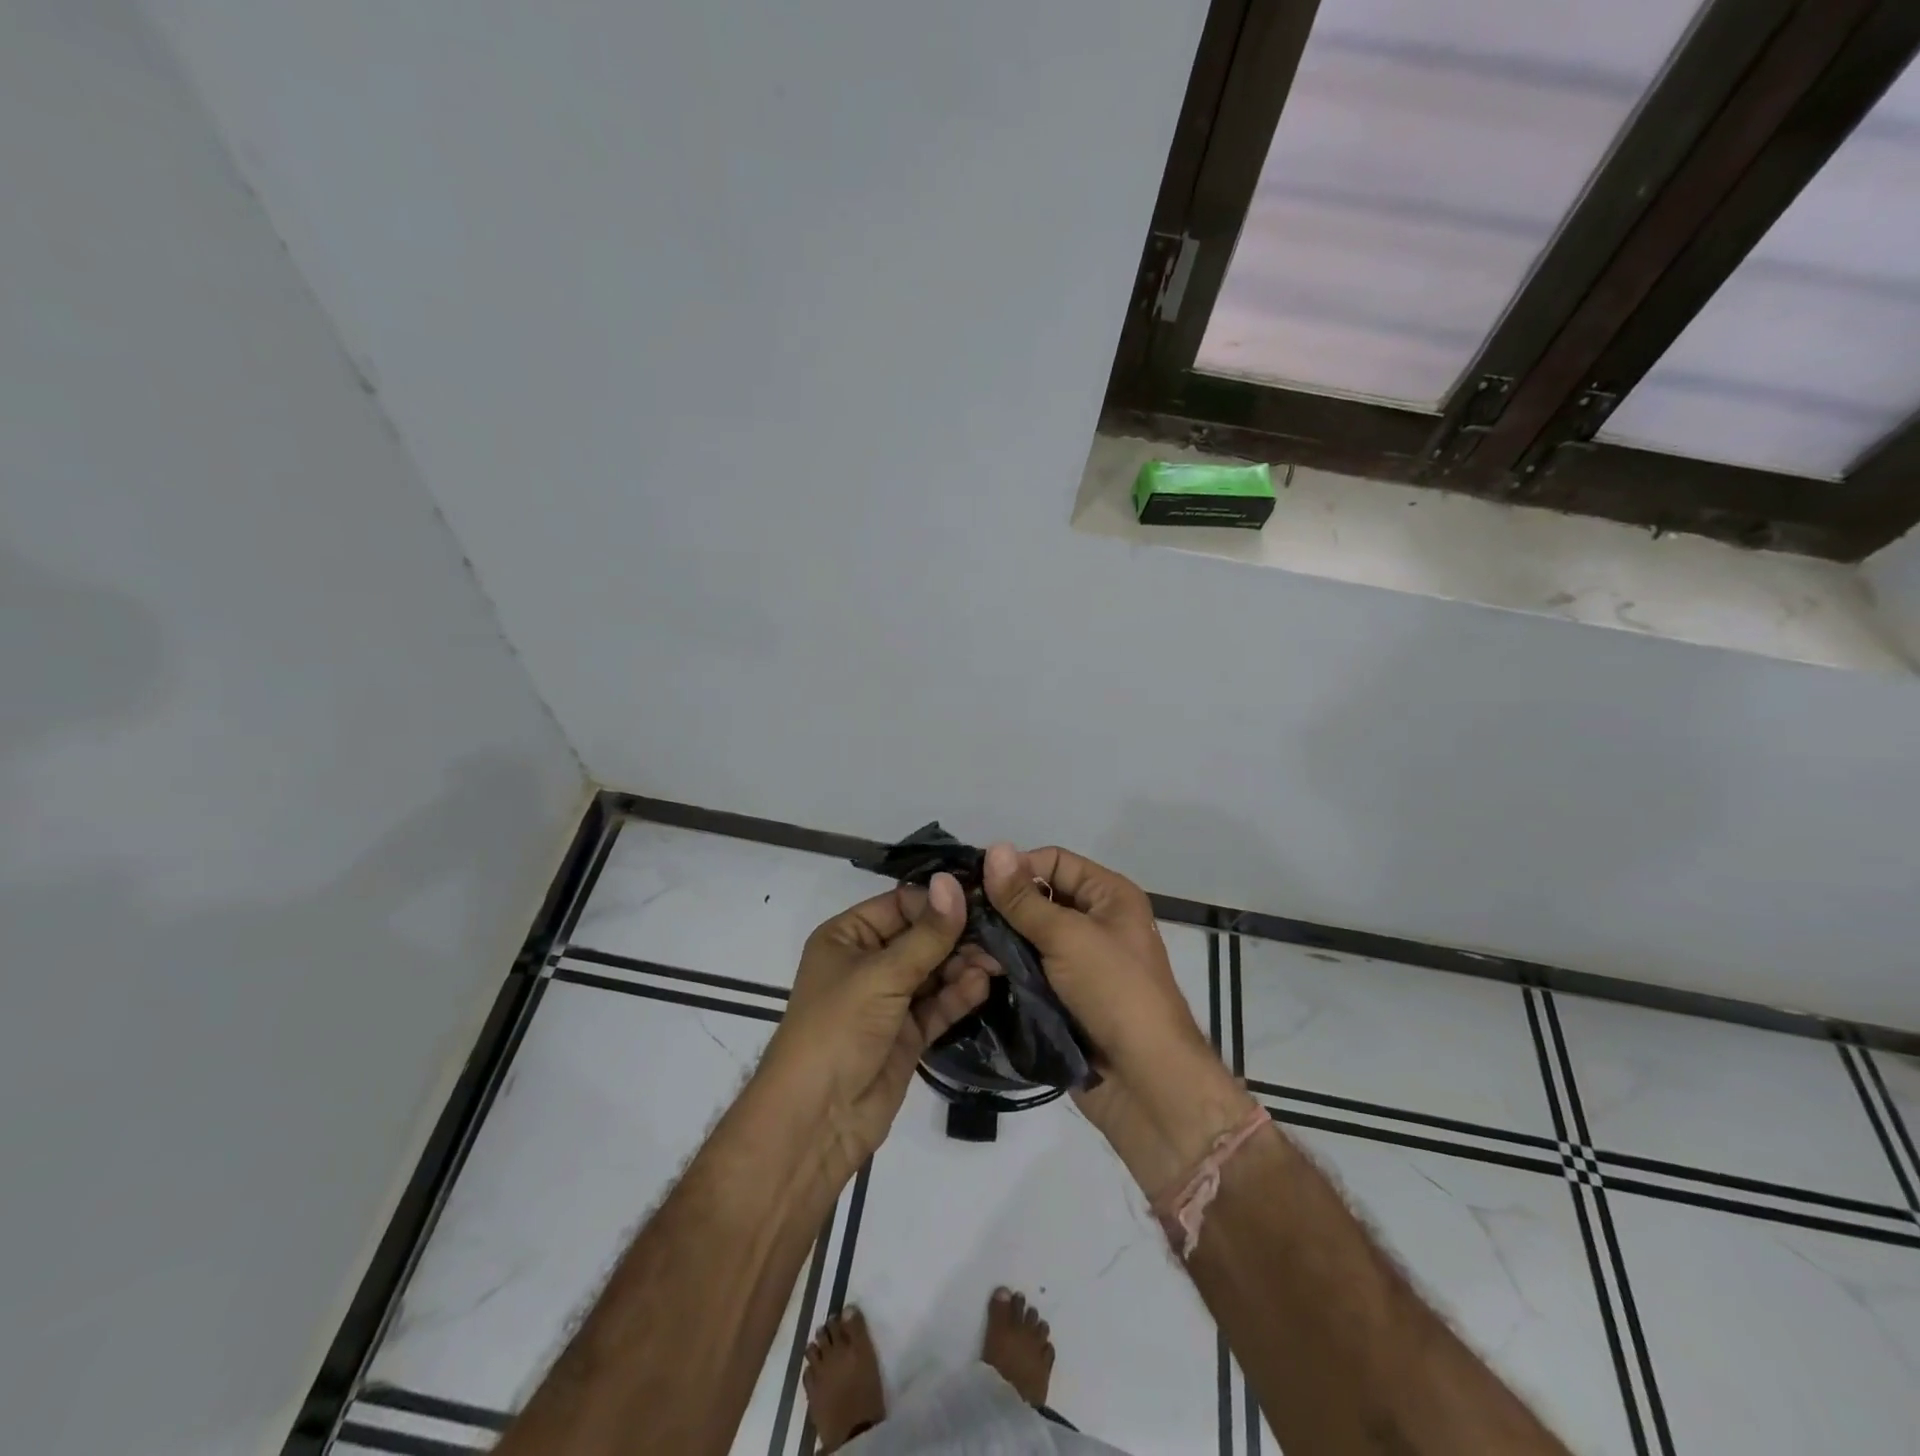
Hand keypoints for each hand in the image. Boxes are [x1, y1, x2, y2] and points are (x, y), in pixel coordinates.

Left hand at [758, 874, 988, 1184]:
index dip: (938, 902)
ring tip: (997, 961)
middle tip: (999, 932)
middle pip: (921, 937)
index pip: (900, 905)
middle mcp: (867, 963)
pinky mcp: (907, 1034)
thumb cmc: (838, 1029)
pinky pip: (938, 1005)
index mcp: (847, 937)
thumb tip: (955, 882)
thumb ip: (927, 935)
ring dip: (963, 965)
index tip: (981, 898)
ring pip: (933, 971)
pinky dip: (959, 995)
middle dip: (957, 936)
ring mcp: (888, 1000)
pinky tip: (983, 985)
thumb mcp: (882, 975)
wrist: (816, 1121)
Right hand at [982, 844, 1256, 1195]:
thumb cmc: (1114, 992)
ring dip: (997, 942)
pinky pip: (1028, 970)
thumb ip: (1024, 898)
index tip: (973, 883)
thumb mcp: (1068, 937)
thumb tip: (994, 847)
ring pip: (1027, 937)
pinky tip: (974, 973)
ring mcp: (1078, 961)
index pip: (1054, 861)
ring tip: (960, 951)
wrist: (1145, 1082)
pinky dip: (1004, 969)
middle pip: (1038, 899)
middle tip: (958, 919)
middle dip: (1000, 908)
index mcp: (1108, 895)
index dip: (1017, 868)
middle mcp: (1094, 921)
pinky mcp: (1063, 995)